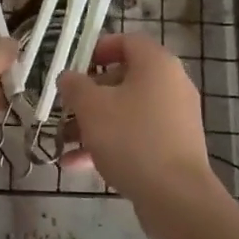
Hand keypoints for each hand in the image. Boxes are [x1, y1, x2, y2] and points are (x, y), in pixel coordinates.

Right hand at [57, 34, 224, 238]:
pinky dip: (109, 144)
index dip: (97, 49)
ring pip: (126, 111)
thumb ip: (75, 86)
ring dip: (93, 124)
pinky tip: (77, 165)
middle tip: (64, 108)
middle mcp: (171, 85)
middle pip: (124, 79)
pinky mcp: (173, 148)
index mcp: (156, 64)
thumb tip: (68, 77)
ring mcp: (175, 118)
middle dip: (88, 95)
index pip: (127, 41)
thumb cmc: (131, 139)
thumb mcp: (92, 107)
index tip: (74, 67)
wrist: (175, 197)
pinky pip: (136, 136)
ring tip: (63, 142)